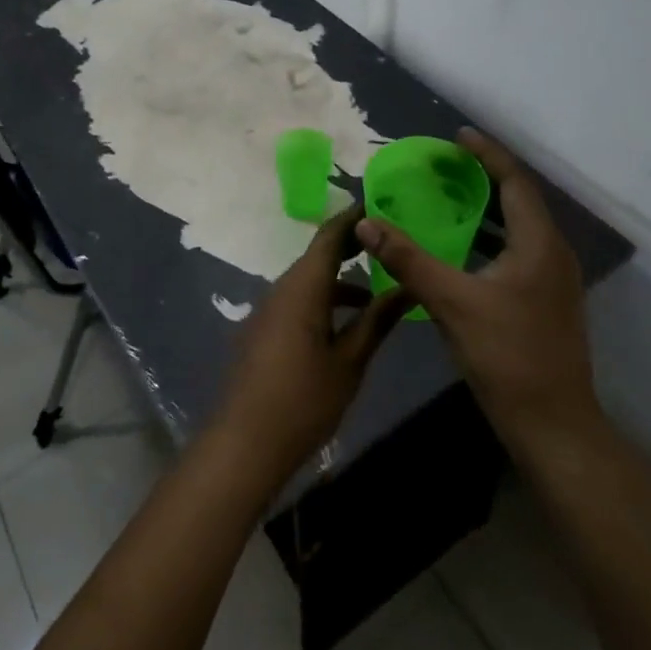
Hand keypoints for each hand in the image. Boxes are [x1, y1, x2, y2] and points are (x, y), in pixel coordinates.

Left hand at [214, 205, 411, 481]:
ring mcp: (268, 310)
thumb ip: (377, 321)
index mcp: (302, 287)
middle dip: (352, 246)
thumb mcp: (349, 361)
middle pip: (318, 255)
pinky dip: (324, 300)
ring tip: (376, 286)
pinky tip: (347, 323)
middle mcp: (282, 289)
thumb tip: (407, 287)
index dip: (355, 218)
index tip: (382, 204)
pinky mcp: (263, 331)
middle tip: (388, 241)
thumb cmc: (303, 401)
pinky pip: (297, 300)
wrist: (244, 445)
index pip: (330, 236)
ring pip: (309, 281)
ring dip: (339, 279)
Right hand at [356, 128, 598, 451]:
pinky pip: (514, 253)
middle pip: (519, 200)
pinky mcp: (543, 302)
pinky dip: (487, 240)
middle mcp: (551, 253)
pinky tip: (457, 250)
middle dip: (484, 177)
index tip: (458, 135)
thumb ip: (408, 259)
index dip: (487, 154)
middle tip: (445, 165)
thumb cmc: (507, 356)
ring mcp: (551, 281)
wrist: (553, 425)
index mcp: (539, 243)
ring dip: (485, 210)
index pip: (515, 181)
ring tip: (447, 197)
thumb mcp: (452, 303)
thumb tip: (366, 222)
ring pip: (517, 230)